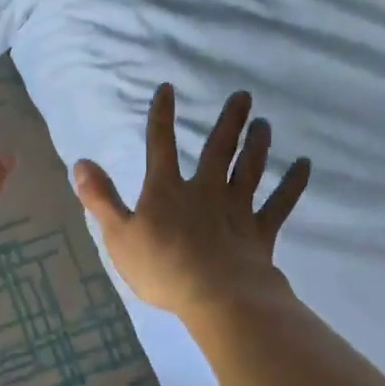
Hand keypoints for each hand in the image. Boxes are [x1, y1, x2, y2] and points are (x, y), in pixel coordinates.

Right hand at [72, 85, 310, 317]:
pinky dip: (292, 184)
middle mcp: (204, 190)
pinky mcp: (259, 231)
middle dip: (229, 121)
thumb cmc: (162, 267)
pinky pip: (279, 203)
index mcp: (166, 190)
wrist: (217, 296)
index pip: (160, 145)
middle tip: (244, 96)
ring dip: (257, 145)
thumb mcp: (118, 235)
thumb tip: (81, 162)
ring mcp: (236, 209)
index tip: (167, 89)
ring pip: (249, 169)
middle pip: (217, 149)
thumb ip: (100, 198)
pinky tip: (304, 165)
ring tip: (265, 124)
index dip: (161, 116)